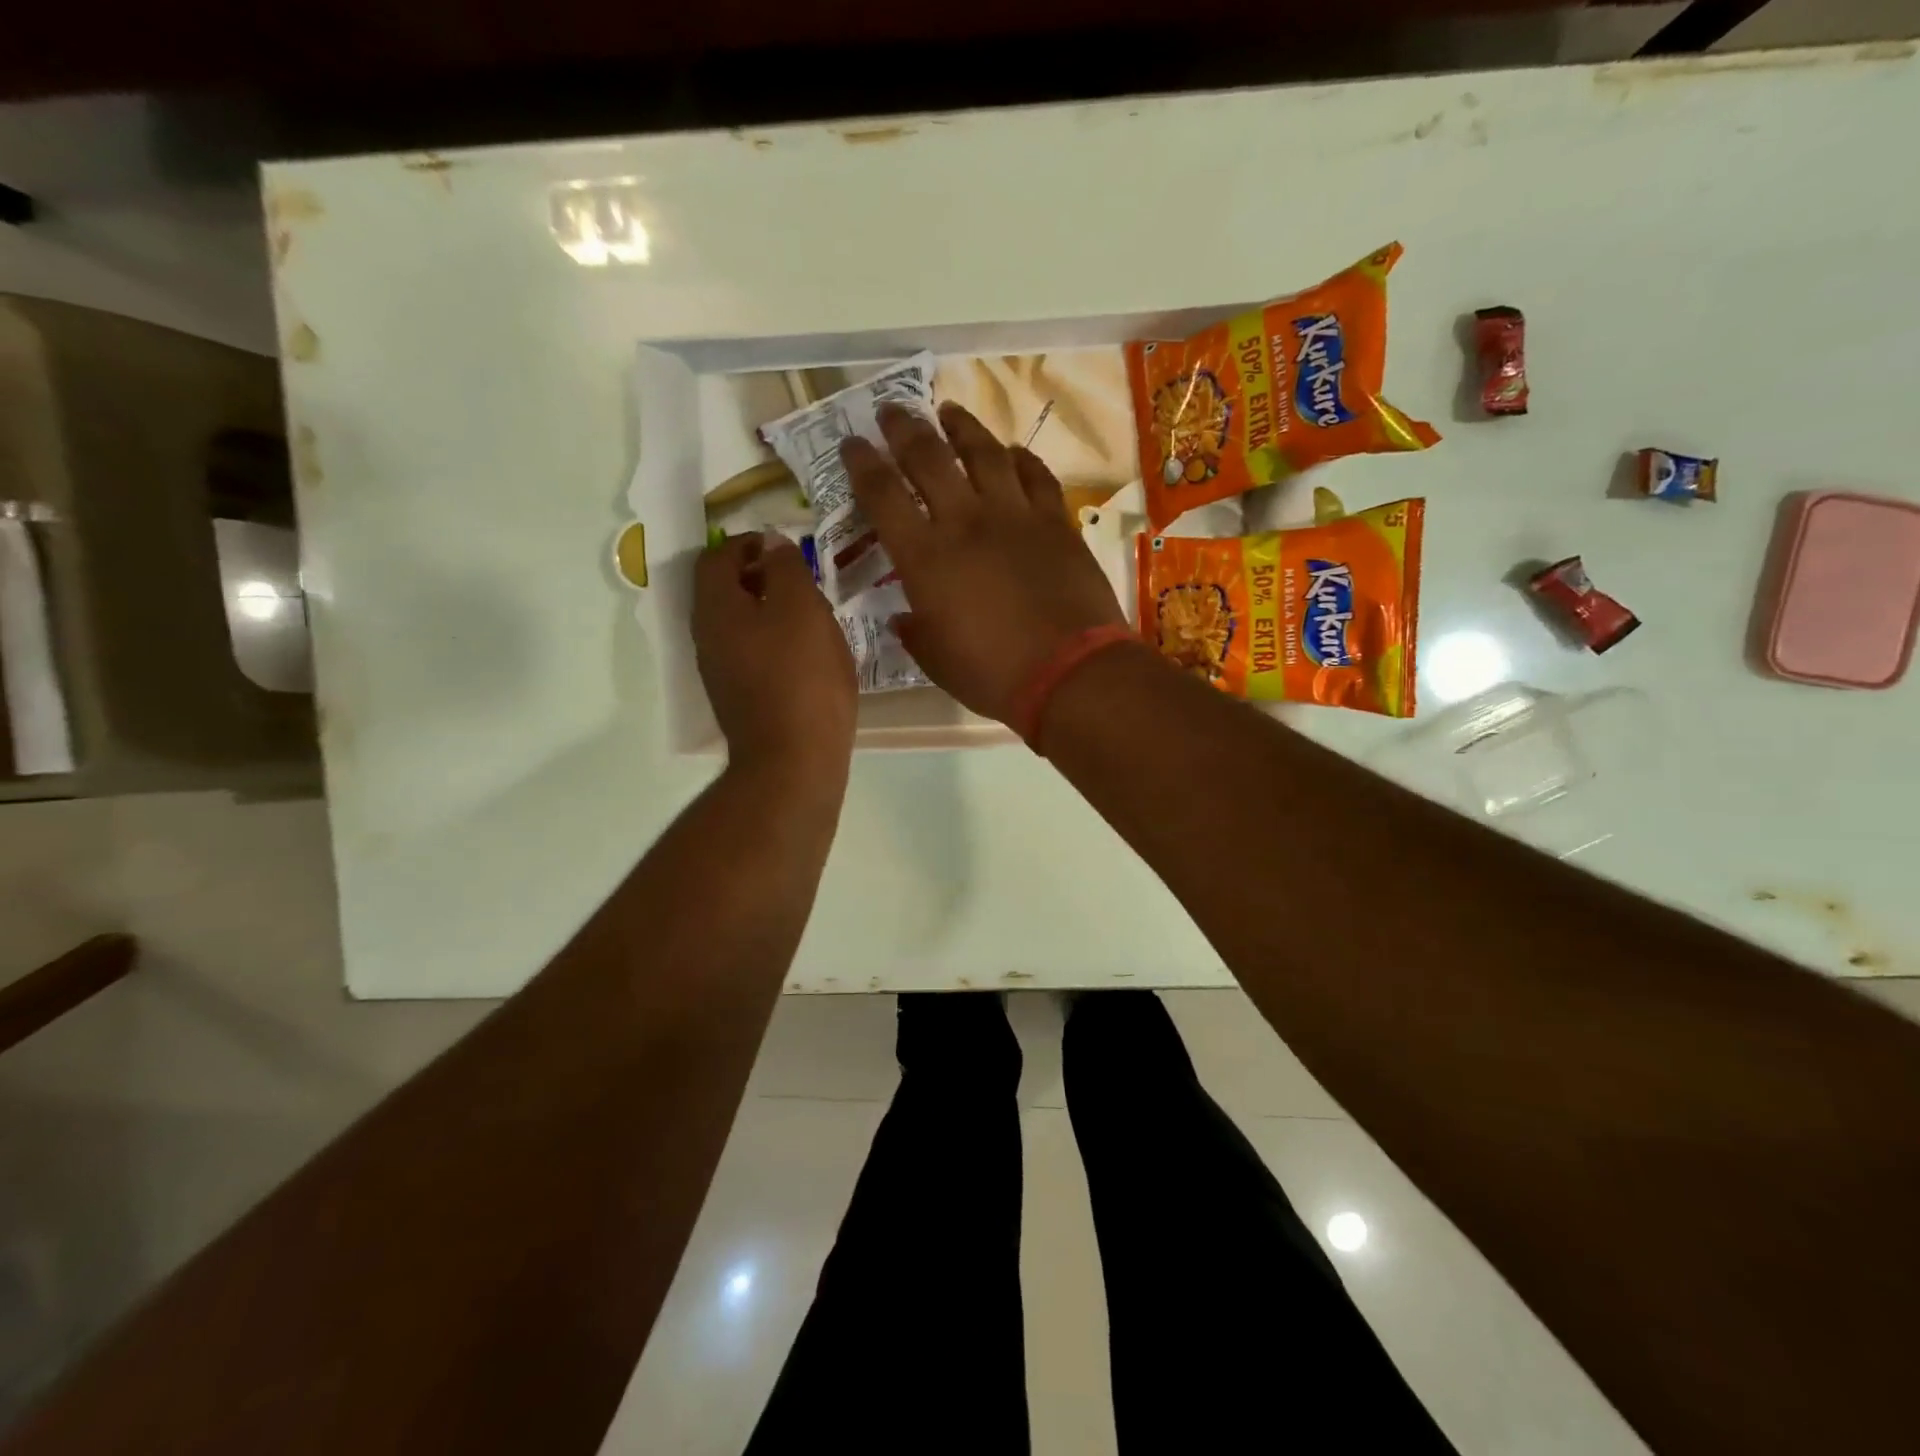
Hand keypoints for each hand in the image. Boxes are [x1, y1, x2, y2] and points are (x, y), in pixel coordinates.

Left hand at [693, 533, 856, 778]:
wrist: (794, 761)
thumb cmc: (802, 678)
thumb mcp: (803, 609)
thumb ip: (785, 567)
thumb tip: (770, 540)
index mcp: (716, 609)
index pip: (715, 557)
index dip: (747, 542)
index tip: (784, 547)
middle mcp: (706, 637)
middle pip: (722, 590)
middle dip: (758, 576)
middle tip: (800, 579)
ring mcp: (719, 671)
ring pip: (736, 623)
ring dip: (766, 609)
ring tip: (808, 615)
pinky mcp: (737, 697)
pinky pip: (748, 652)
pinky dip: (770, 640)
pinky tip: (804, 654)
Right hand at [840, 401, 1125, 724]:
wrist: (1070, 673)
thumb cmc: (994, 675)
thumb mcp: (937, 661)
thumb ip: (915, 632)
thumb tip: (905, 617)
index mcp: (925, 558)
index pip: (882, 494)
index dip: (861, 463)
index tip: (851, 444)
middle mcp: (965, 521)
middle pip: (927, 457)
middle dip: (903, 428)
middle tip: (891, 411)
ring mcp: (1014, 515)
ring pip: (983, 452)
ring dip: (961, 427)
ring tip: (947, 411)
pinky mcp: (1055, 520)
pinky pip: (1035, 475)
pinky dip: (1019, 458)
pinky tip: (1011, 451)